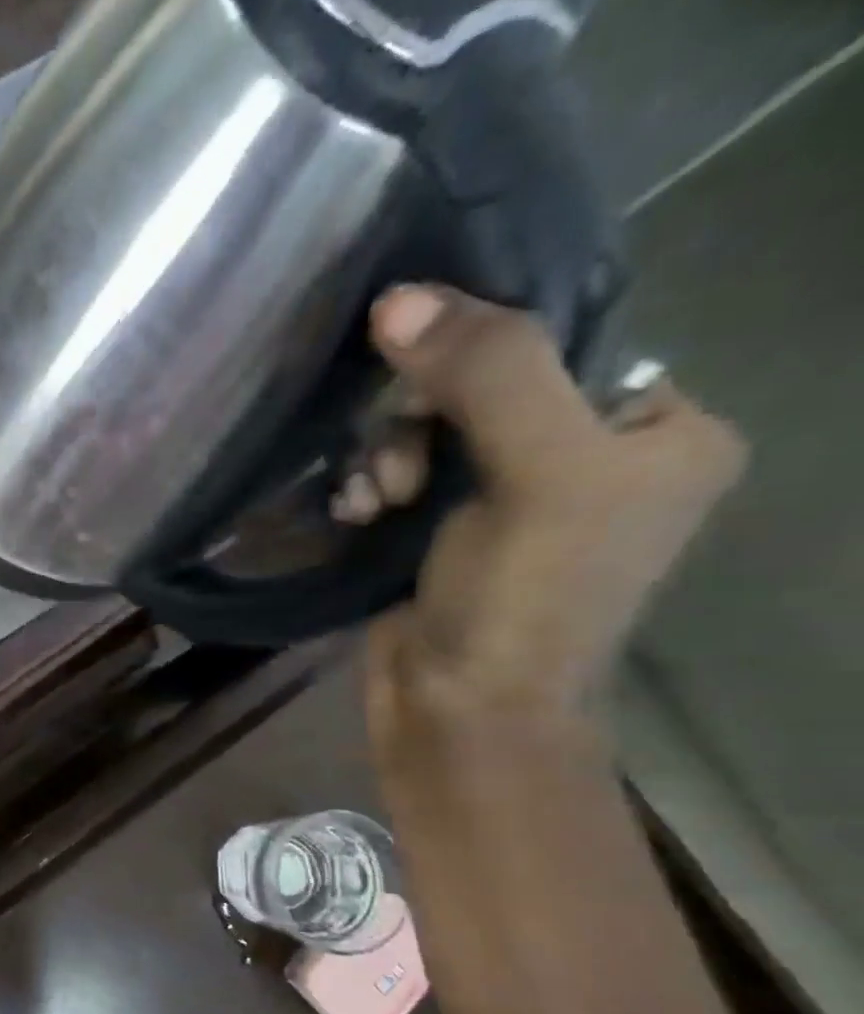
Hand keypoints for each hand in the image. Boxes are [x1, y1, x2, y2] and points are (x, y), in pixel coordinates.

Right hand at [339, 286, 744, 746]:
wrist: (460, 714)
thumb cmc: (526, 602)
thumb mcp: (537, 474)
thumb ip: (485, 374)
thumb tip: (398, 298)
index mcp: (657, 431)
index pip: (565, 342)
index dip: (485, 351)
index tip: (424, 386)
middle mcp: (589, 457)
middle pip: (485, 386)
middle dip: (423, 421)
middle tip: (401, 471)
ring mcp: (508, 498)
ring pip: (429, 431)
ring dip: (386, 456)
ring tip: (372, 502)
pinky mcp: (442, 532)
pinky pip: (400, 474)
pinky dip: (371, 487)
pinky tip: (356, 512)